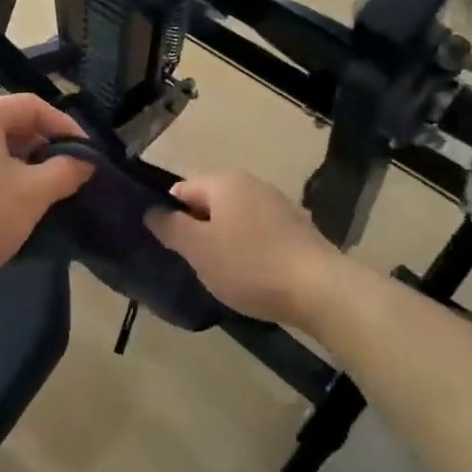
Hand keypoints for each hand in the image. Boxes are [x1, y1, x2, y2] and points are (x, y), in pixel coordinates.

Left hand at [0, 95, 93, 292]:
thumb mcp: (34, 193)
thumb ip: (66, 170)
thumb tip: (86, 161)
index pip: (30, 106)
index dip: (64, 125)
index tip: (86, 152)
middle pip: (7, 123)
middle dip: (42, 144)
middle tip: (66, 170)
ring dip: (20, 162)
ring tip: (42, 187)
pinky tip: (7, 201)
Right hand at [145, 171, 340, 327]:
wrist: (319, 289)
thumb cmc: (249, 265)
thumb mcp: (198, 249)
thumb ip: (171, 227)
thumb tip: (152, 211)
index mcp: (224, 182)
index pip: (181, 188)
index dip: (169, 214)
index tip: (167, 245)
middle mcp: (252, 183)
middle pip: (209, 201)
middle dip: (197, 228)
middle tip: (191, 261)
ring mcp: (278, 204)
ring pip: (235, 217)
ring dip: (222, 239)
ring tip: (219, 270)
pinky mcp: (296, 227)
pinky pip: (258, 231)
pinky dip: (248, 247)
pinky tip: (250, 272)